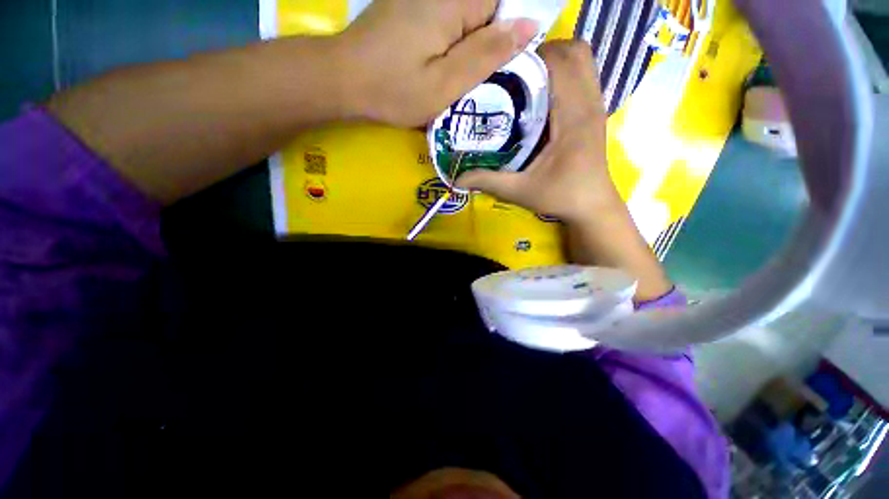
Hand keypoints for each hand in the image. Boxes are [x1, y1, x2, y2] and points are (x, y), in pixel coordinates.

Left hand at [336, 0, 538, 126]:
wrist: (343, 80)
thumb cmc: (394, 90)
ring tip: (452, 77)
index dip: (508, 35)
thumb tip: (528, 27)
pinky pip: (446, 20)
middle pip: (486, 9)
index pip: (504, 4)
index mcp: (455, 2)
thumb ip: (486, 55)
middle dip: (487, 44)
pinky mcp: (411, 8)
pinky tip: (437, 65)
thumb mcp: (445, 83)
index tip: (496, 69)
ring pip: (466, 18)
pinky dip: (451, 44)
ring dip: (468, 48)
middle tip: (471, 80)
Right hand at [455, 40, 621, 223]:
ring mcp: (596, 105)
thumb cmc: (560, 197)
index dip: (532, 59)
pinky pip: (583, 73)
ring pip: (582, 58)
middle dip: (542, 54)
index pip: (559, 65)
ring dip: (554, 60)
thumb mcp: (520, 191)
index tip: (505, 72)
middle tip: (515, 74)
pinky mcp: (595, 110)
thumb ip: (488, 181)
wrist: (591, 204)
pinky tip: (542, 94)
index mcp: (573, 120)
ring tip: (526, 79)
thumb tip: (456, 177)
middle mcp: (589, 104)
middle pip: (573, 52)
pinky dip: (563, 71)